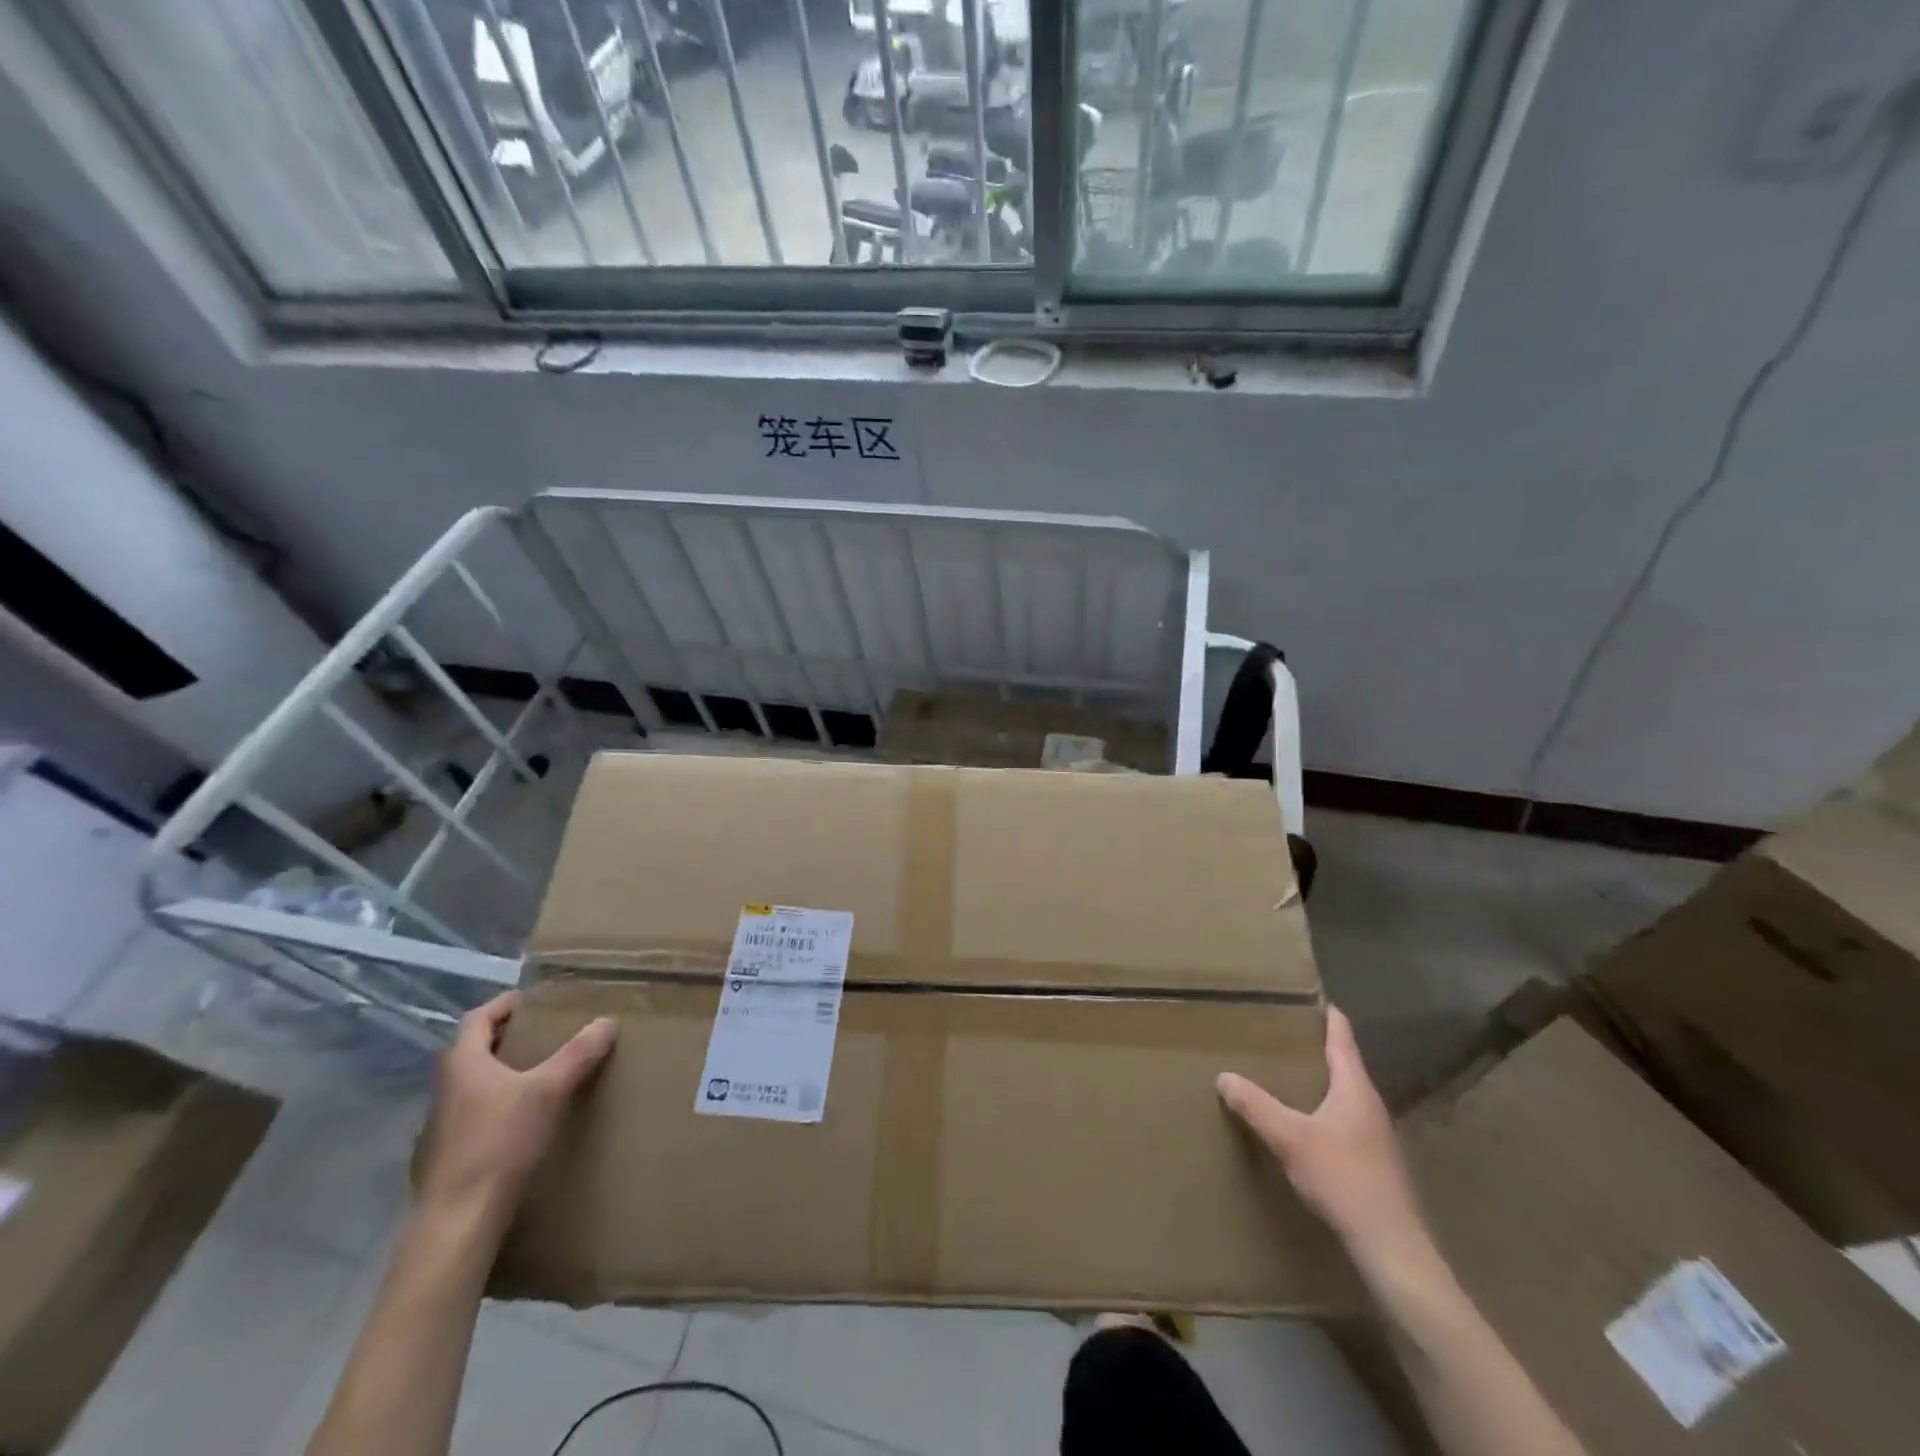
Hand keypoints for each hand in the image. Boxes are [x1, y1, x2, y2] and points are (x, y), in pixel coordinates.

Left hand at [416, 992, 615, 1226]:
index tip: (534, 1000)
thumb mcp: (548, 1091)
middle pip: (475, 1048)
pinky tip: (526, 1116)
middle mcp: (447, 1087)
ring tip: (542, 1070)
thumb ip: (577, 1054)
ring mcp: (444, 1123)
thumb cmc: (499, 1142)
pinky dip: (501, 1101)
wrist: (460, 1219)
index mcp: (463, 1063)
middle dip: (508, 1036)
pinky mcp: (451, 1152)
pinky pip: (477, 1111)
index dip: (505, 1004)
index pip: (478, 1018)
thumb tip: (607, 1021)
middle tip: (546, 1031)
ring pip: (475, 1082)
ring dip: (504, 1070)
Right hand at [1216, 1007, 1430, 1271]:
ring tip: (1291, 1078)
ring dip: (1322, 1085)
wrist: (1393, 1250)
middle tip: (1287, 1036)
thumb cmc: (1344, 1180)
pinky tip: (1307, 1127)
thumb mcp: (1290, 1138)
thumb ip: (1256, 1106)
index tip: (1317, 999)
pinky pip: (1346, 1124)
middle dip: (1319, 1050)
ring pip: (1346, 1098)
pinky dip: (1326, 1113)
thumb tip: (1223, 1076)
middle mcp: (1370, 1107)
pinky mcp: (1376, 1166)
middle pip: (1346, 1067)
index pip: (1343, 1040)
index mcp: (1355, 1090)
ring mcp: (1377, 1139)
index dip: (1330, 1018)